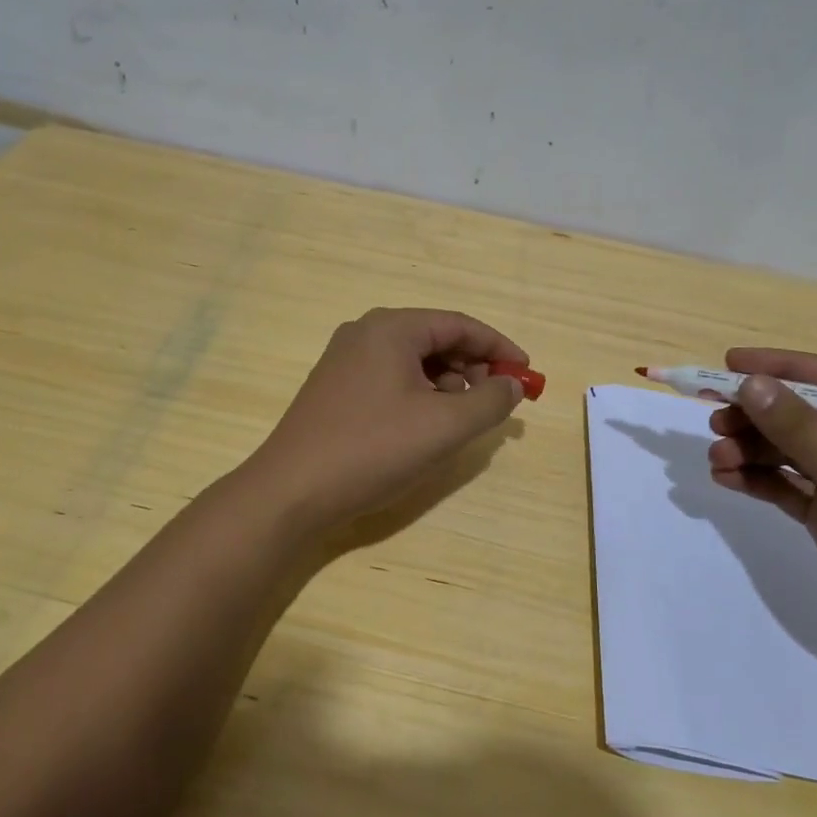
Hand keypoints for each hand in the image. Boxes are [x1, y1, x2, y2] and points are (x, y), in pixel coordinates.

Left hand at [242, 308, 527, 536]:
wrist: (290, 491)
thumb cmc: (373, 449)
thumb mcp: (444, 426)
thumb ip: (489, 401)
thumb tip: (511, 385)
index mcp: (391, 328)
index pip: (459, 324)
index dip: (499, 348)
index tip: (526, 374)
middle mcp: (365, 333)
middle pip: (435, 339)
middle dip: (473, 368)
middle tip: (496, 401)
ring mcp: (345, 360)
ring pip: (413, 361)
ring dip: (447, 384)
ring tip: (463, 419)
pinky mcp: (335, 389)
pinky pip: (391, 379)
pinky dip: (419, 395)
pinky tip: (426, 426)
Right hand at [707, 349, 816, 680]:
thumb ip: (802, 430)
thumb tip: (752, 384)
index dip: (780, 368)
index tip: (729, 363)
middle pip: (806, 415)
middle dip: (758, 416)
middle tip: (713, 419)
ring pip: (791, 452)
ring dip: (751, 451)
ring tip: (716, 458)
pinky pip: (789, 487)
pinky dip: (758, 480)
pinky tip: (726, 479)